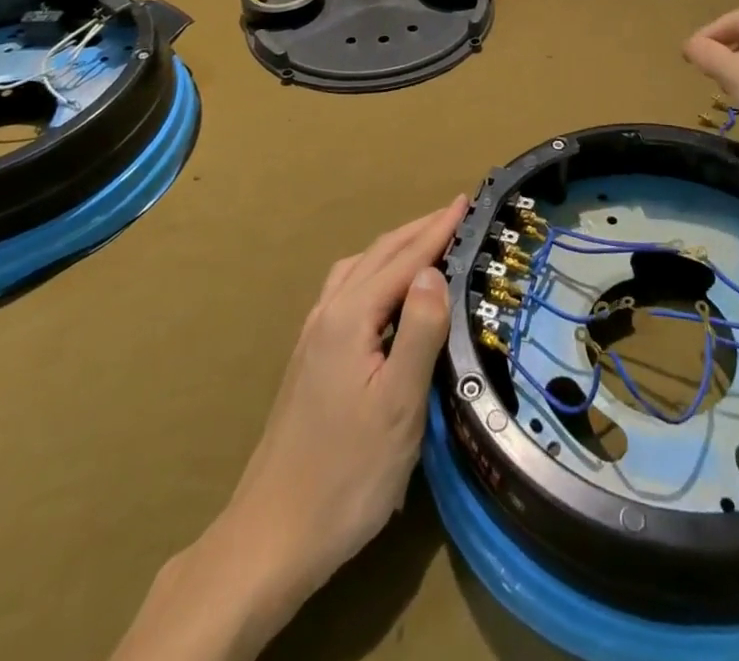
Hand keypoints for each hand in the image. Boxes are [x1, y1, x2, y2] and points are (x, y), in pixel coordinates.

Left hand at [112, 196, 467, 660]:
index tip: (466, 201)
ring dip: (394, 249)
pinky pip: (346, 290)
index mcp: (350, 318)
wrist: (272, 536)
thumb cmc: (347, 474)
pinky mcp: (309, 358)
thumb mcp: (398, 405)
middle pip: (377, 255)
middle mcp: (327, 314)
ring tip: (426, 244)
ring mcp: (313, 336)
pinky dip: (375, 272)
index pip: (404, 259)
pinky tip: (384, 294)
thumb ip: (419, 331)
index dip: (437, 229)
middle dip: (418, 230)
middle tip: (455, 214)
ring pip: (358, 270)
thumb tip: (434, 271)